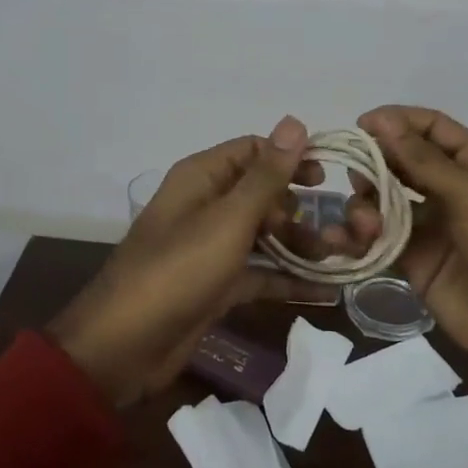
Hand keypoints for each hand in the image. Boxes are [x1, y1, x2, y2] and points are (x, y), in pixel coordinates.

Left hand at [50, 117, 316, 405]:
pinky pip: (260, 273)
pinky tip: (326, 289)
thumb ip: (266, 175)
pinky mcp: (217, 285)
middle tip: (341, 229)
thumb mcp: (229, 220)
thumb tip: (295, 121)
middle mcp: (207, 205)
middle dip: (301, 209)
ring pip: (264, 235)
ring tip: (342, 258)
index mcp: (202, 178)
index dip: (291, 159)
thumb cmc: (179, 270)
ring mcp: (212, 248)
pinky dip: (288, 278)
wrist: (125, 346)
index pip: (254, 150)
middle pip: (263, 194)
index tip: (331, 178)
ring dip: (300, 244)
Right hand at [332, 106, 467, 385]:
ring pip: (383, 199)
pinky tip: (344, 242)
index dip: (396, 121)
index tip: (359, 126)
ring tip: (365, 224)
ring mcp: (430, 226)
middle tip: (356, 176)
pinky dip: (358, 237)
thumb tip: (382, 120)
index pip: (431, 127)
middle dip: (374, 163)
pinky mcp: (413, 260)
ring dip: (365, 204)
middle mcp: (450, 189)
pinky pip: (378, 238)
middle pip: (400, 161)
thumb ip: (424, 160)